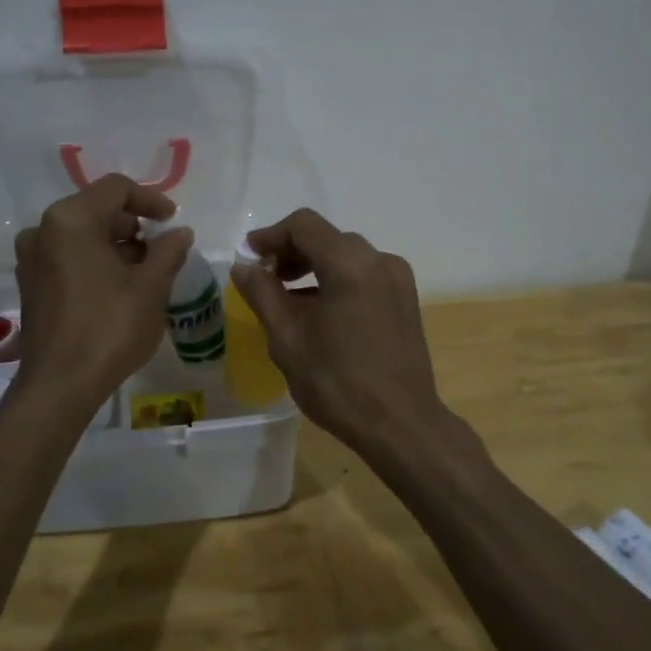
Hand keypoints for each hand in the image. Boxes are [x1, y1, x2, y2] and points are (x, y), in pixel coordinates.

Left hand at [13, 175, 191, 412]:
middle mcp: (43, 229)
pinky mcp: (30, 283)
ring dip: (116, 245)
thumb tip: (180, 233)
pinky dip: (95, 261)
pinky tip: (118, 287)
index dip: (150, 200)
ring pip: (82, 234)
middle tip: (161, 250)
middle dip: (133, 225)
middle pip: (97, 209)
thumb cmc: (109, 328)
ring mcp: (31, 258)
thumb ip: (168, 251)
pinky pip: (68, 256)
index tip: (173, 221)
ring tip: (145, 272)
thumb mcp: (150, 287)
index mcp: (71, 219)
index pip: (116, 189)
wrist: (59, 385)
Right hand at [230, 209, 456, 463]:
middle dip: (292, 251)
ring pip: (347, 255)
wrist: (400, 424)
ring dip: (315, 266)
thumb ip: (262, 294)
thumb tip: (244, 267)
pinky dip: (338, 279)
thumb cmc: (337, 382)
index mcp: (349, 264)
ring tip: (289, 298)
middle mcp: (379, 260)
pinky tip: (321, 312)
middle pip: (328, 237)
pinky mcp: (406, 299)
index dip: (272, 235)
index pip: (304, 225)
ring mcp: (398, 279)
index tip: (250, 256)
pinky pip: (365, 274)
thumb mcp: (288, 338)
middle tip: (266, 278)